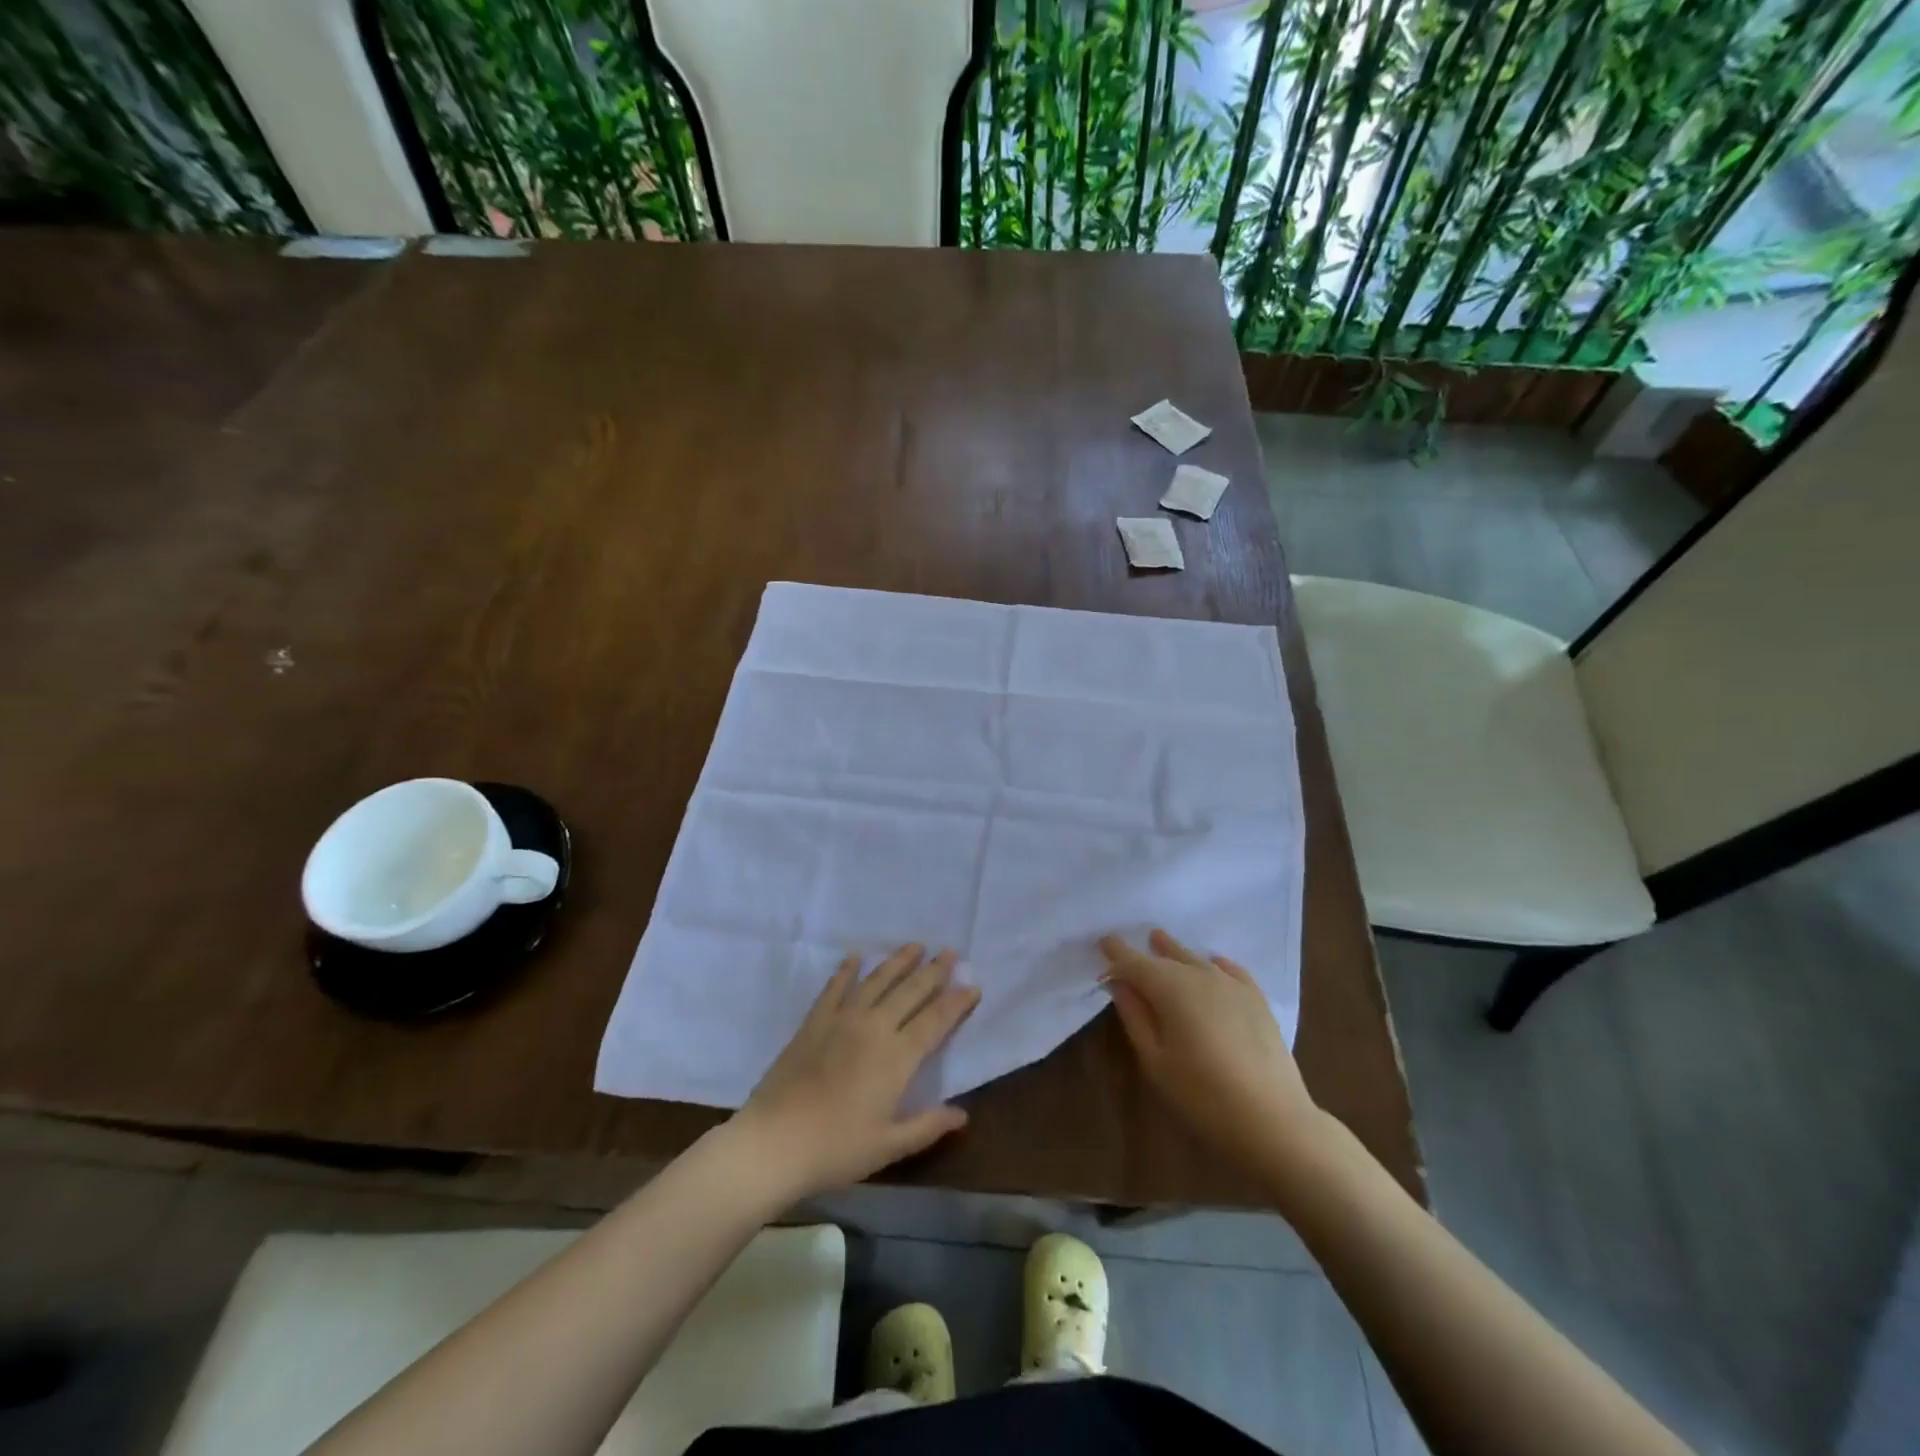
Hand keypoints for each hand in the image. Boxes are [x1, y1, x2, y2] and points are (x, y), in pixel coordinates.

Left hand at [733, 945, 979, 1199]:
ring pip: (877, 981)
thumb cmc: (836, 1149)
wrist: (774, 1142)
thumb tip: (963, 1114)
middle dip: (934, 971)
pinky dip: (846, 971)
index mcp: (897, 1057)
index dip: (956, 1002)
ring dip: (898, 962)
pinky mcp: (814, 1022)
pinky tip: (854, 957)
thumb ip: (928, 1126)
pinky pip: (835, 988)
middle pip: (911, 992)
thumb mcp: (889, 1145)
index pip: (935, 1020)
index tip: (973, 985)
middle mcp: (874, 1027)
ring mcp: (842, 1020)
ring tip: (915, 945)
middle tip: (951, 952)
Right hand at [1099, 929, 1326, 1181]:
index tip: (1102, 942)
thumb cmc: (1202, 1096)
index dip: (1116, 952)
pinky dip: (1214, 963)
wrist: (1274, 1121)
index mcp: (1171, 988)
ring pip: (1196, 959)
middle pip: (1166, 957)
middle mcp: (1201, 975)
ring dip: (1175, 952)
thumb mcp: (1155, 1061)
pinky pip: (1230, 970)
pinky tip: (1213, 964)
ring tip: (1161, 940)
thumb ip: (1135, 1016)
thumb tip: (1119, 984)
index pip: (1135, 962)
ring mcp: (1233, 985)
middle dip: (1145, 953)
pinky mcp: (1257, 1000)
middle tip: (1127, 949)